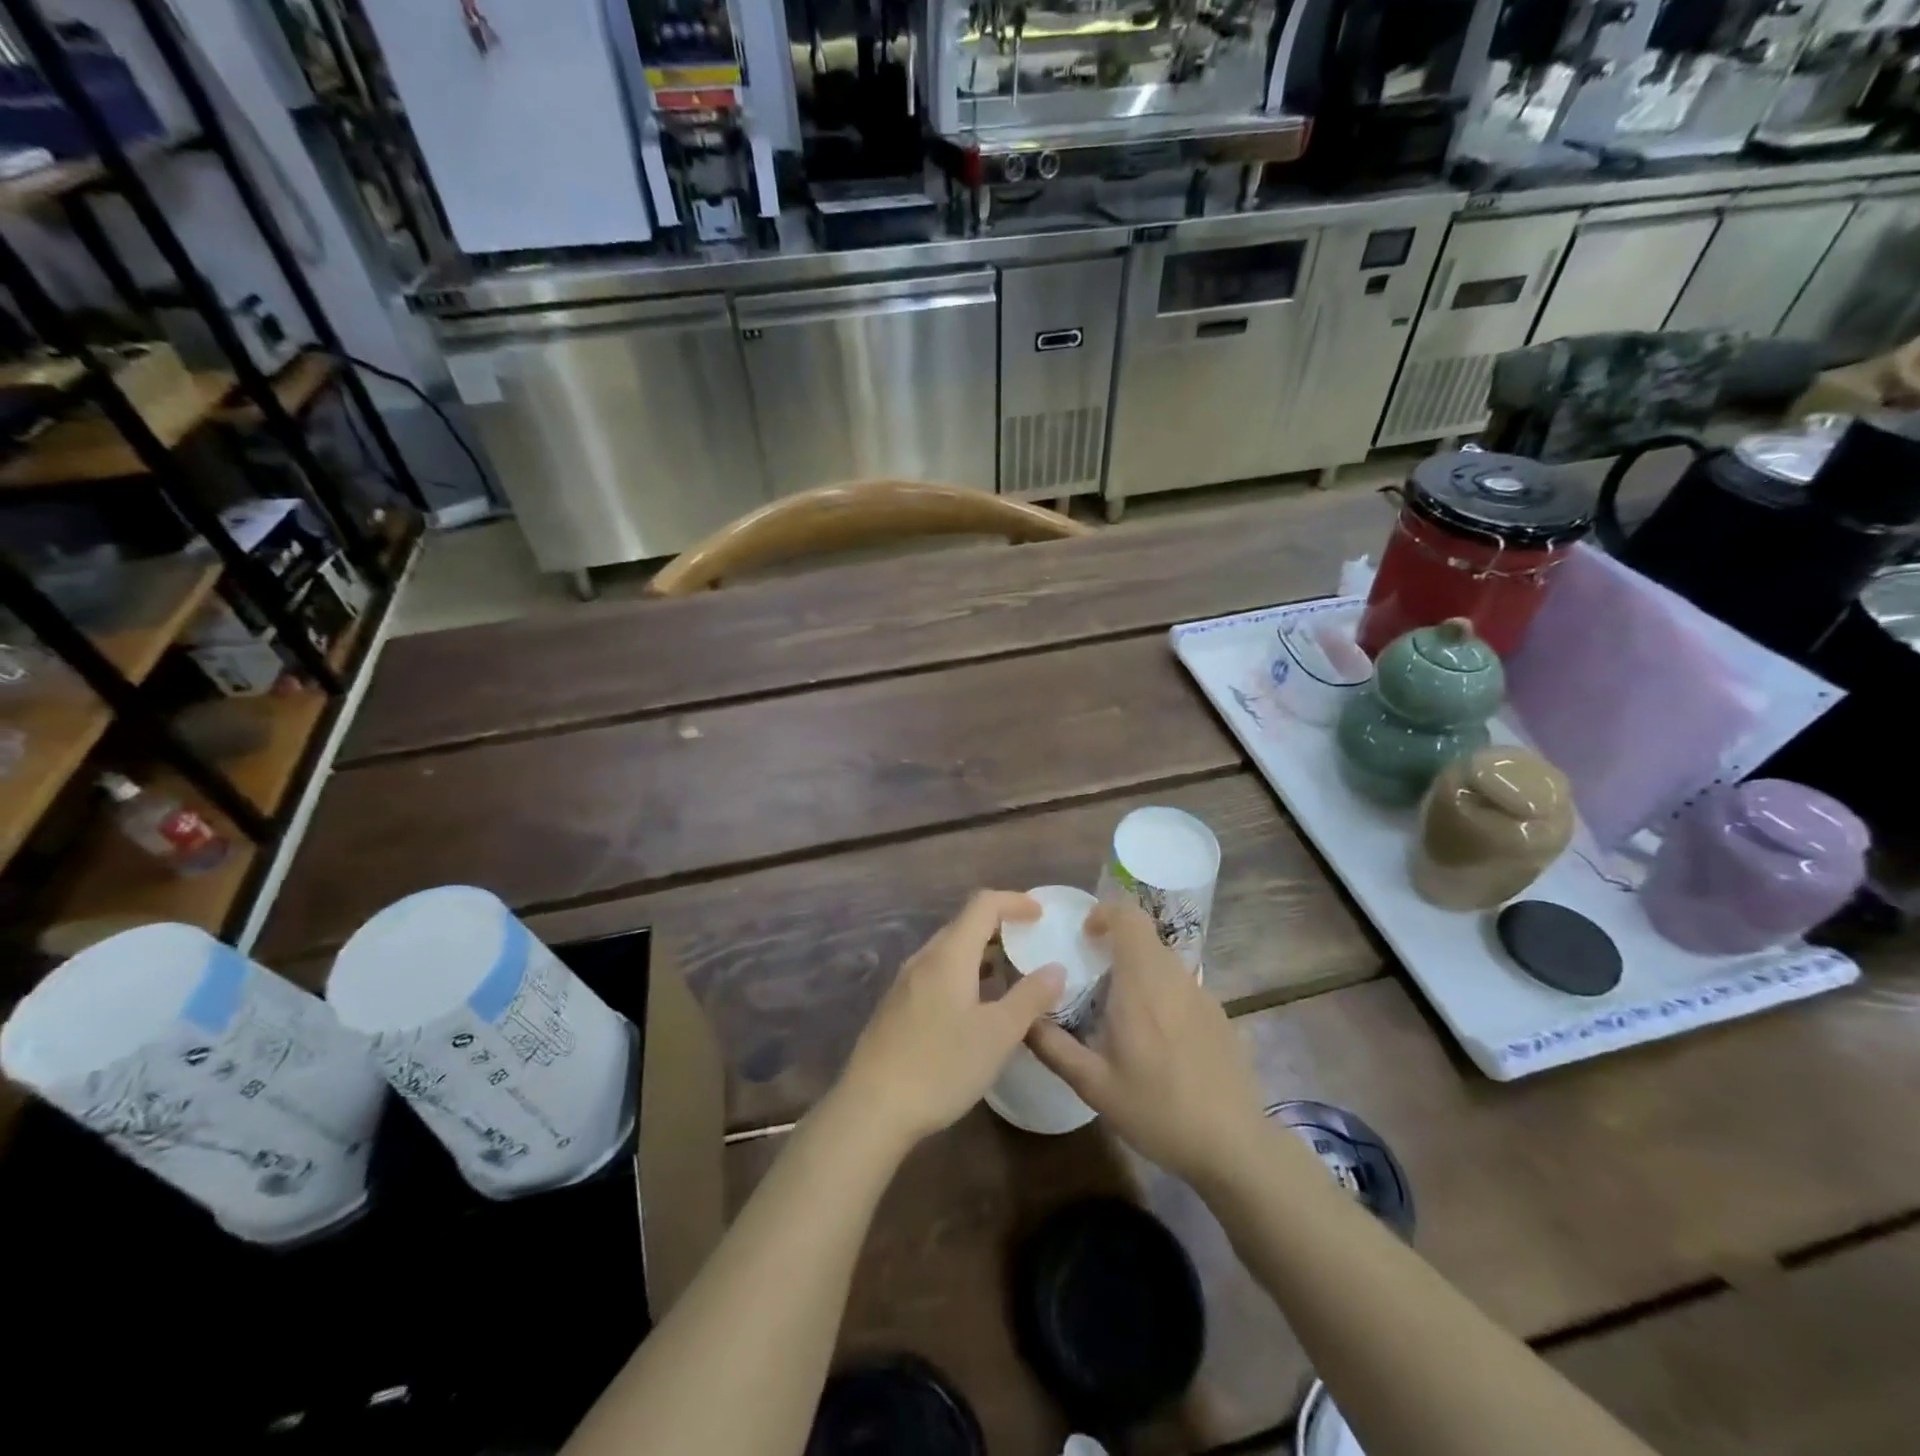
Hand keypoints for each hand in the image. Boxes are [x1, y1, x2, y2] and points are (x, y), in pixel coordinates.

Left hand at [836, 891, 1065, 1149]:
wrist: (871, 1108)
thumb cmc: (940, 1066)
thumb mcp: (997, 1035)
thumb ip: (1030, 998)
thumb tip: (1056, 968)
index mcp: (949, 955)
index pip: (983, 905)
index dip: (1014, 901)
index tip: (1041, 914)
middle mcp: (924, 959)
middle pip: (964, 925)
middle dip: (1000, 928)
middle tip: (1030, 946)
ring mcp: (905, 983)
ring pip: (949, 952)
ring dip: (981, 955)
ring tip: (1010, 977)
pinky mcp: (896, 1007)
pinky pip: (937, 974)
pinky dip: (964, 975)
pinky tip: (975, 1008)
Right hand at [1027, 900, 1269, 1189]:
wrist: (1234, 1146)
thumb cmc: (1158, 1111)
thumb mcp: (1094, 1086)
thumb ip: (1053, 1046)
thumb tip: (1024, 1018)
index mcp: (1142, 983)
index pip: (1129, 917)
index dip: (1105, 913)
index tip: (1084, 936)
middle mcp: (1175, 978)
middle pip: (1145, 937)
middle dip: (1116, 945)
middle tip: (1092, 976)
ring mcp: (1203, 995)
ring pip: (1165, 962)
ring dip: (1139, 970)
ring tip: (1120, 1011)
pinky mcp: (1220, 1016)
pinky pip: (1183, 987)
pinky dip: (1162, 994)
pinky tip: (1157, 1040)